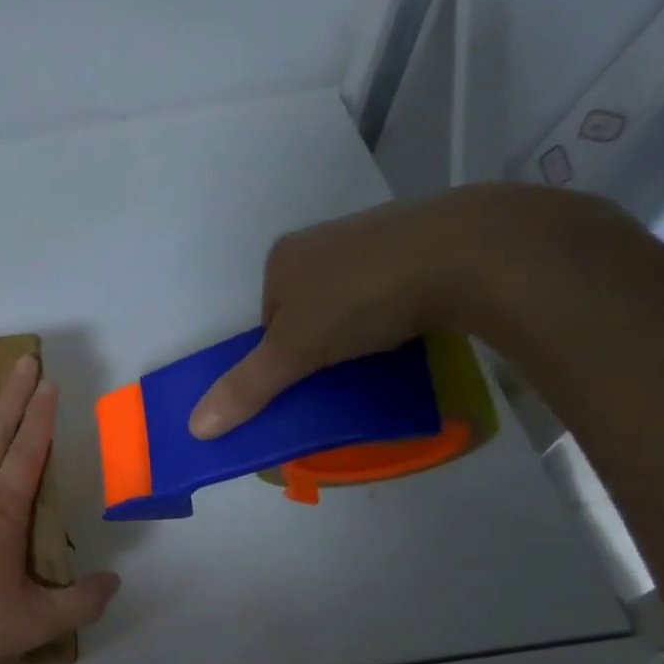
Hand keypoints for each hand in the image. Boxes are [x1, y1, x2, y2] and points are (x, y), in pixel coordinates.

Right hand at [187, 183, 617, 438]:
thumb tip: (195, 427)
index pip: (267, 319)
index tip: (306, 375)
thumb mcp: (295, 350)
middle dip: (321, 342)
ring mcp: (375, 236)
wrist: (469, 250)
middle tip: (342, 370)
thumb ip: (247, 387)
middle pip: (307, 309)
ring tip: (381, 351)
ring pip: (351, 297)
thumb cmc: (362, 296)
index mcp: (284, 258)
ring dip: (359, 328)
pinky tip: (413, 326)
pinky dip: (396, 310)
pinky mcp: (423, 241)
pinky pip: (393, 285)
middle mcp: (323, 240)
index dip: (281, 354)